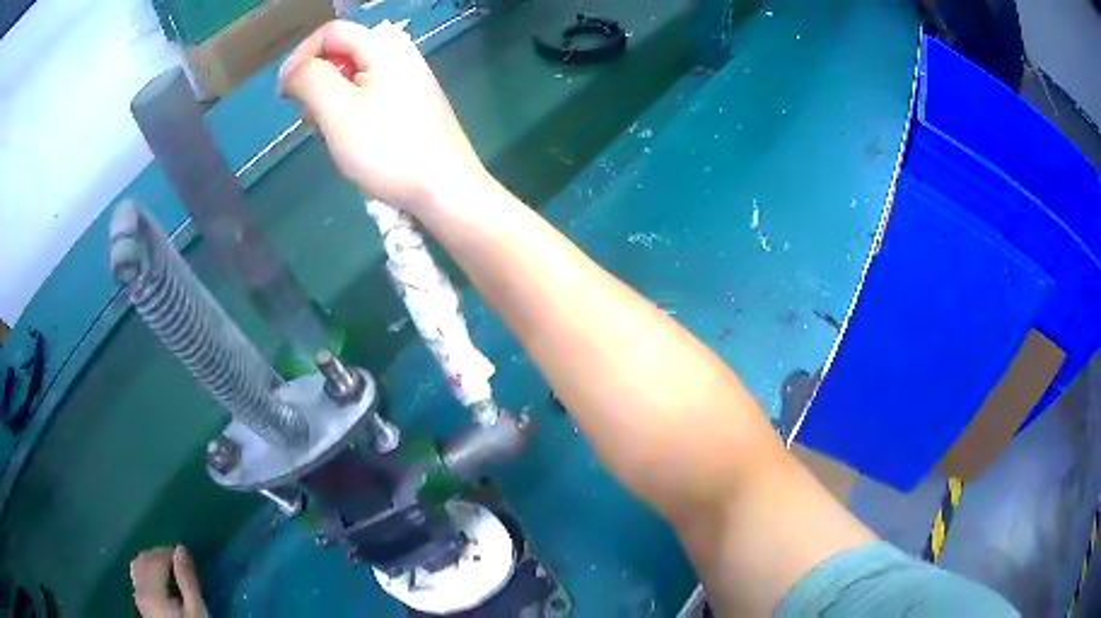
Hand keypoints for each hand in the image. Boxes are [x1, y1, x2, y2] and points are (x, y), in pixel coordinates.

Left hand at [130, 545, 205, 617]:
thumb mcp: (195, 609)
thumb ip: (187, 581)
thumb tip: (181, 550)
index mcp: (152, 591)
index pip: (155, 558)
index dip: (168, 552)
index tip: (183, 555)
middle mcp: (140, 590)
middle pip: (143, 560)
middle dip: (158, 555)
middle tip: (176, 560)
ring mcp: (137, 597)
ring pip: (137, 567)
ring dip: (151, 561)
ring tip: (168, 569)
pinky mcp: (139, 603)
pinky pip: (137, 578)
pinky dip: (146, 572)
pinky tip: (159, 582)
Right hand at [279, 20, 486, 213]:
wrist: (445, 189)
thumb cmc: (387, 148)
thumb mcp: (337, 110)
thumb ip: (310, 79)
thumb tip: (293, 69)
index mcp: (385, 47)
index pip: (331, 32)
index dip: (300, 57)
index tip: (284, 94)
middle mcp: (400, 56)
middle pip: (341, 55)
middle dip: (316, 85)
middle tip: (313, 123)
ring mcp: (408, 81)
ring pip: (352, 79)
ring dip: (330, 104)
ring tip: (333, 137)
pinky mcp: (412, 105)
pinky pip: (368, 98)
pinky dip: (350, 114)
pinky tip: (353, 142)